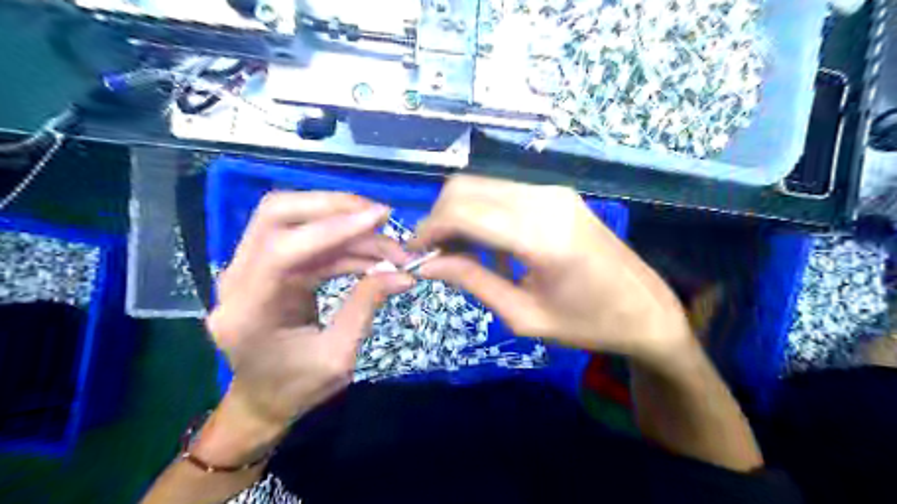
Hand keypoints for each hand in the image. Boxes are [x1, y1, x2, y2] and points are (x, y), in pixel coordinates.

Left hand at [206, 191, 412, 430]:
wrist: (263, 401)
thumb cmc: (295, 388)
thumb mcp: (338, 357)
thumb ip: (366, 307)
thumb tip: (403, 274)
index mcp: (248, 311)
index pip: (282, 249)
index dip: (332, 229)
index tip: (379, 219)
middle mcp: (237, 280)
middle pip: (277, 214)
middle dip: (334, 207)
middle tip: (381, 216)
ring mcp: (248, 268)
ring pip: (293, 220)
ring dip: (345, 225)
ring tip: (389, 246)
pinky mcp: (267, 266)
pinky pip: (306, 240)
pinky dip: (342, 242)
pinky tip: (372, 254)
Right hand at [411, 176, 691, 367]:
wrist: (646, 309)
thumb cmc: (587, 324)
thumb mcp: (523, 315)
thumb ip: (472, 281)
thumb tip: (427, 265)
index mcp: (540, 235)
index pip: (463, 212)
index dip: (429, 229)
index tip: (414, 253)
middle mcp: (544, 200)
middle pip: (465, 187)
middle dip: (438, 218)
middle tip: (434, 255)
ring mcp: (552, 191)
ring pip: (481, 186)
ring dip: (459, 214)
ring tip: (459, 254)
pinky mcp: (556, 193)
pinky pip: (502, 192)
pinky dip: (482, 213)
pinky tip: (489, 246)